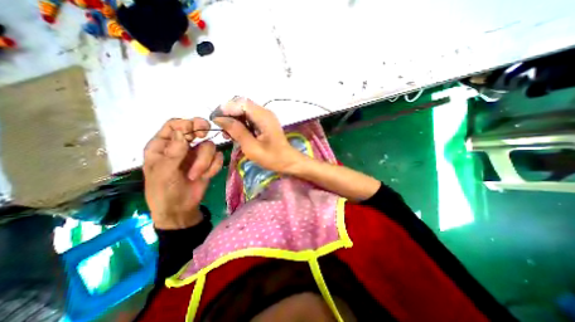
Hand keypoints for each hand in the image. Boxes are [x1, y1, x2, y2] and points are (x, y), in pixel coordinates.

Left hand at [143, 117, 222, 228]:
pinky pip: (218, 158)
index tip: (195, 129)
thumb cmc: (164, 191)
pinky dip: (214, 167)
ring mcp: (197, 155)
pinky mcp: (210, 164)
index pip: (174, 126)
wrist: (180, 209)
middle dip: (201, 131)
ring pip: (209, 146)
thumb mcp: (164, 173)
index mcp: (163, 145)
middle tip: (204, 134)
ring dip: (204, 162)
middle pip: (195, 130)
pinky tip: (206, 176)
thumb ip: (173, 152)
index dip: (186, 124)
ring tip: (196, 175)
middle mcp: (182, 147)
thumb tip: (181, 131)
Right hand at [212, 97, 304, 173]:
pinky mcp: (264, 123)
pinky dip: (241, 125)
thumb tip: (220, 119)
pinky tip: (236, 135)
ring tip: (227, 135)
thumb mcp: (252, 147)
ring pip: (244, 112)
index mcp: (263, 116)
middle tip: (222, 130)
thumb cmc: (272, 157)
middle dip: (229, 115)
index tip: (216, 121)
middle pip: (242, 106)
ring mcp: (265, 117)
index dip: (227, 109)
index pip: (241, 103)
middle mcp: (265, 112)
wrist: (288, 161)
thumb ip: (237, 131)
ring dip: (234, 121)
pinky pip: (249, 118)